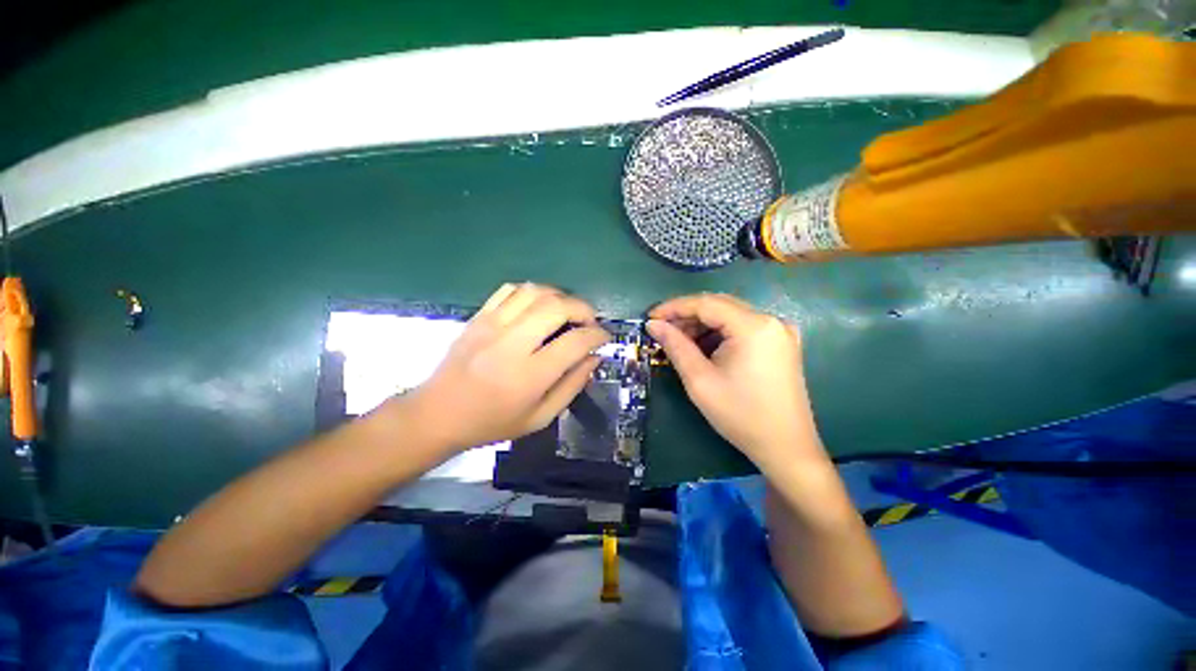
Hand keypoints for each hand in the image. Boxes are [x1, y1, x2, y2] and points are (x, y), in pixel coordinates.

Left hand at [408, 283, 610, 452]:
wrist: (437, 413)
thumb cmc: (492, 422)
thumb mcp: (540, 417)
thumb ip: (572, 386)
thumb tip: (594, 358)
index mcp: (529, 375)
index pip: (575, 342)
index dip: (598, 335)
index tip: (604, 337)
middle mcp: (512, 343)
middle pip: (557, 307)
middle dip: (583, 308)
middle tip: (589, 321)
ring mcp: (492, 325)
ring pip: (535, 291)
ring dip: (560, 296)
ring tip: (567, 312)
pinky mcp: (479, 316)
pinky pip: (510, 290)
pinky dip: (532, 292)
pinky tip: (538, 306)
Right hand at [647, 294, 822, 468]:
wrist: (785, 447)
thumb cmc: (740, 415)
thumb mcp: (700, 380)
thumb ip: (675, 346)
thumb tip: (653, 325)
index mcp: (753, 326)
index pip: (705, 303)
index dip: (674, 307)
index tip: (650, 317)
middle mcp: (770, 320)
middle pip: (719, 305)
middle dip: (687, 315)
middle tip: (662, 330)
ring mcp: (779, 331)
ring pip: (730, 314)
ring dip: (702, 323)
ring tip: (679, 340)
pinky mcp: (780, 343)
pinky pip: (743, 326)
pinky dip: (719, 332)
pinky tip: (704, 346)